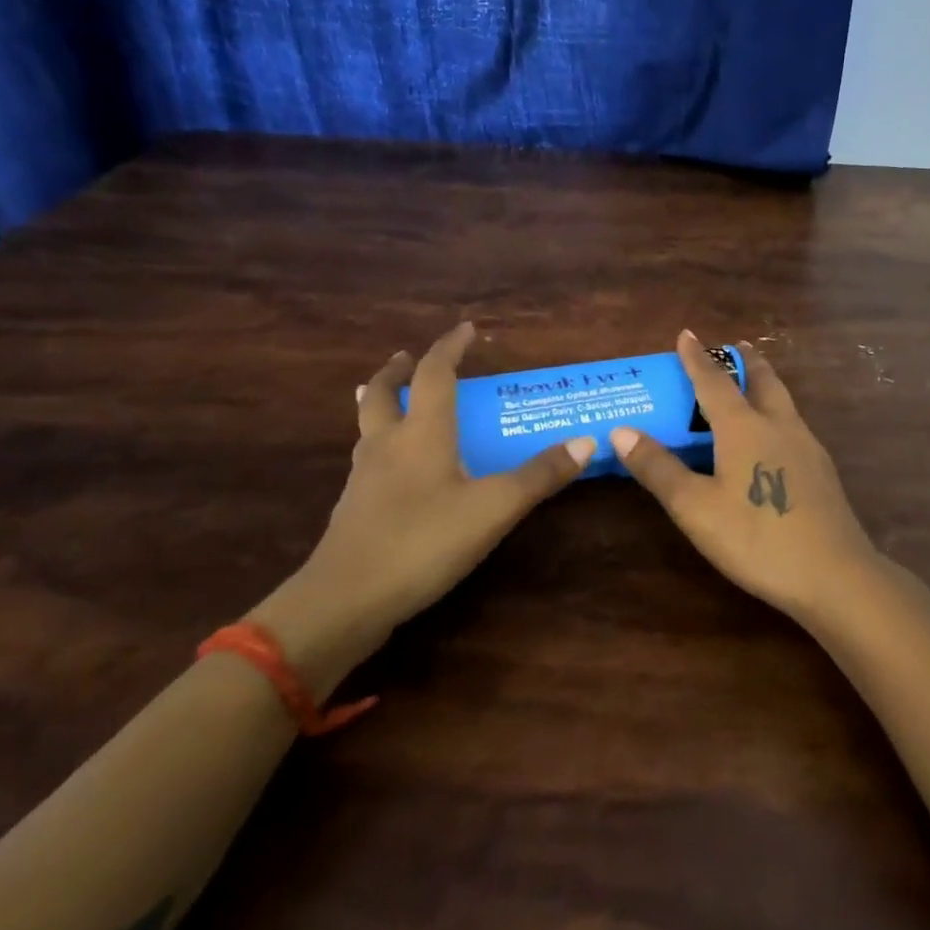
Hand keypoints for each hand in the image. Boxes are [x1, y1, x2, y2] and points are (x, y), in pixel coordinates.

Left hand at [251, 322, 593, 695]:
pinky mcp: (353, 507)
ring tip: (400, 404)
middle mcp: (387, 444)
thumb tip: (584, 441)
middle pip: (381, 392)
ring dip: (383, 404)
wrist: (345, 601)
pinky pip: (367, 458)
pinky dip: (381, 444)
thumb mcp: (493, 509)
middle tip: (407, 357)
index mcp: (421, 432)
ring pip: (368, 425)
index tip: (466, 329)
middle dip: (397, 370)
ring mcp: (363, 476)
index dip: (450, 346)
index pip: (433, 373)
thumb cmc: (423, 541)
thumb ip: (539, 476)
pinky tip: (397, 469)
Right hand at [610, 331, 883, 620]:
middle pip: (762, 380)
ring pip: (783, 400)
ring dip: (765, 382)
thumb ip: (659, 469)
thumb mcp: (696, 508)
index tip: (686, 333)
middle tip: (733, 347)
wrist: (835, 575)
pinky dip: (777, 412)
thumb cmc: (756, 538)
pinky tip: (775, 436)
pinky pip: (794, 424)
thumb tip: (621, 431)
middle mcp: (778, 425)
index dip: (696, 358)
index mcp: (744, 427)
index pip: (714, 381)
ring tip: (753, 382)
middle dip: (744, 360)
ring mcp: (806, 446)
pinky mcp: (822, 470)